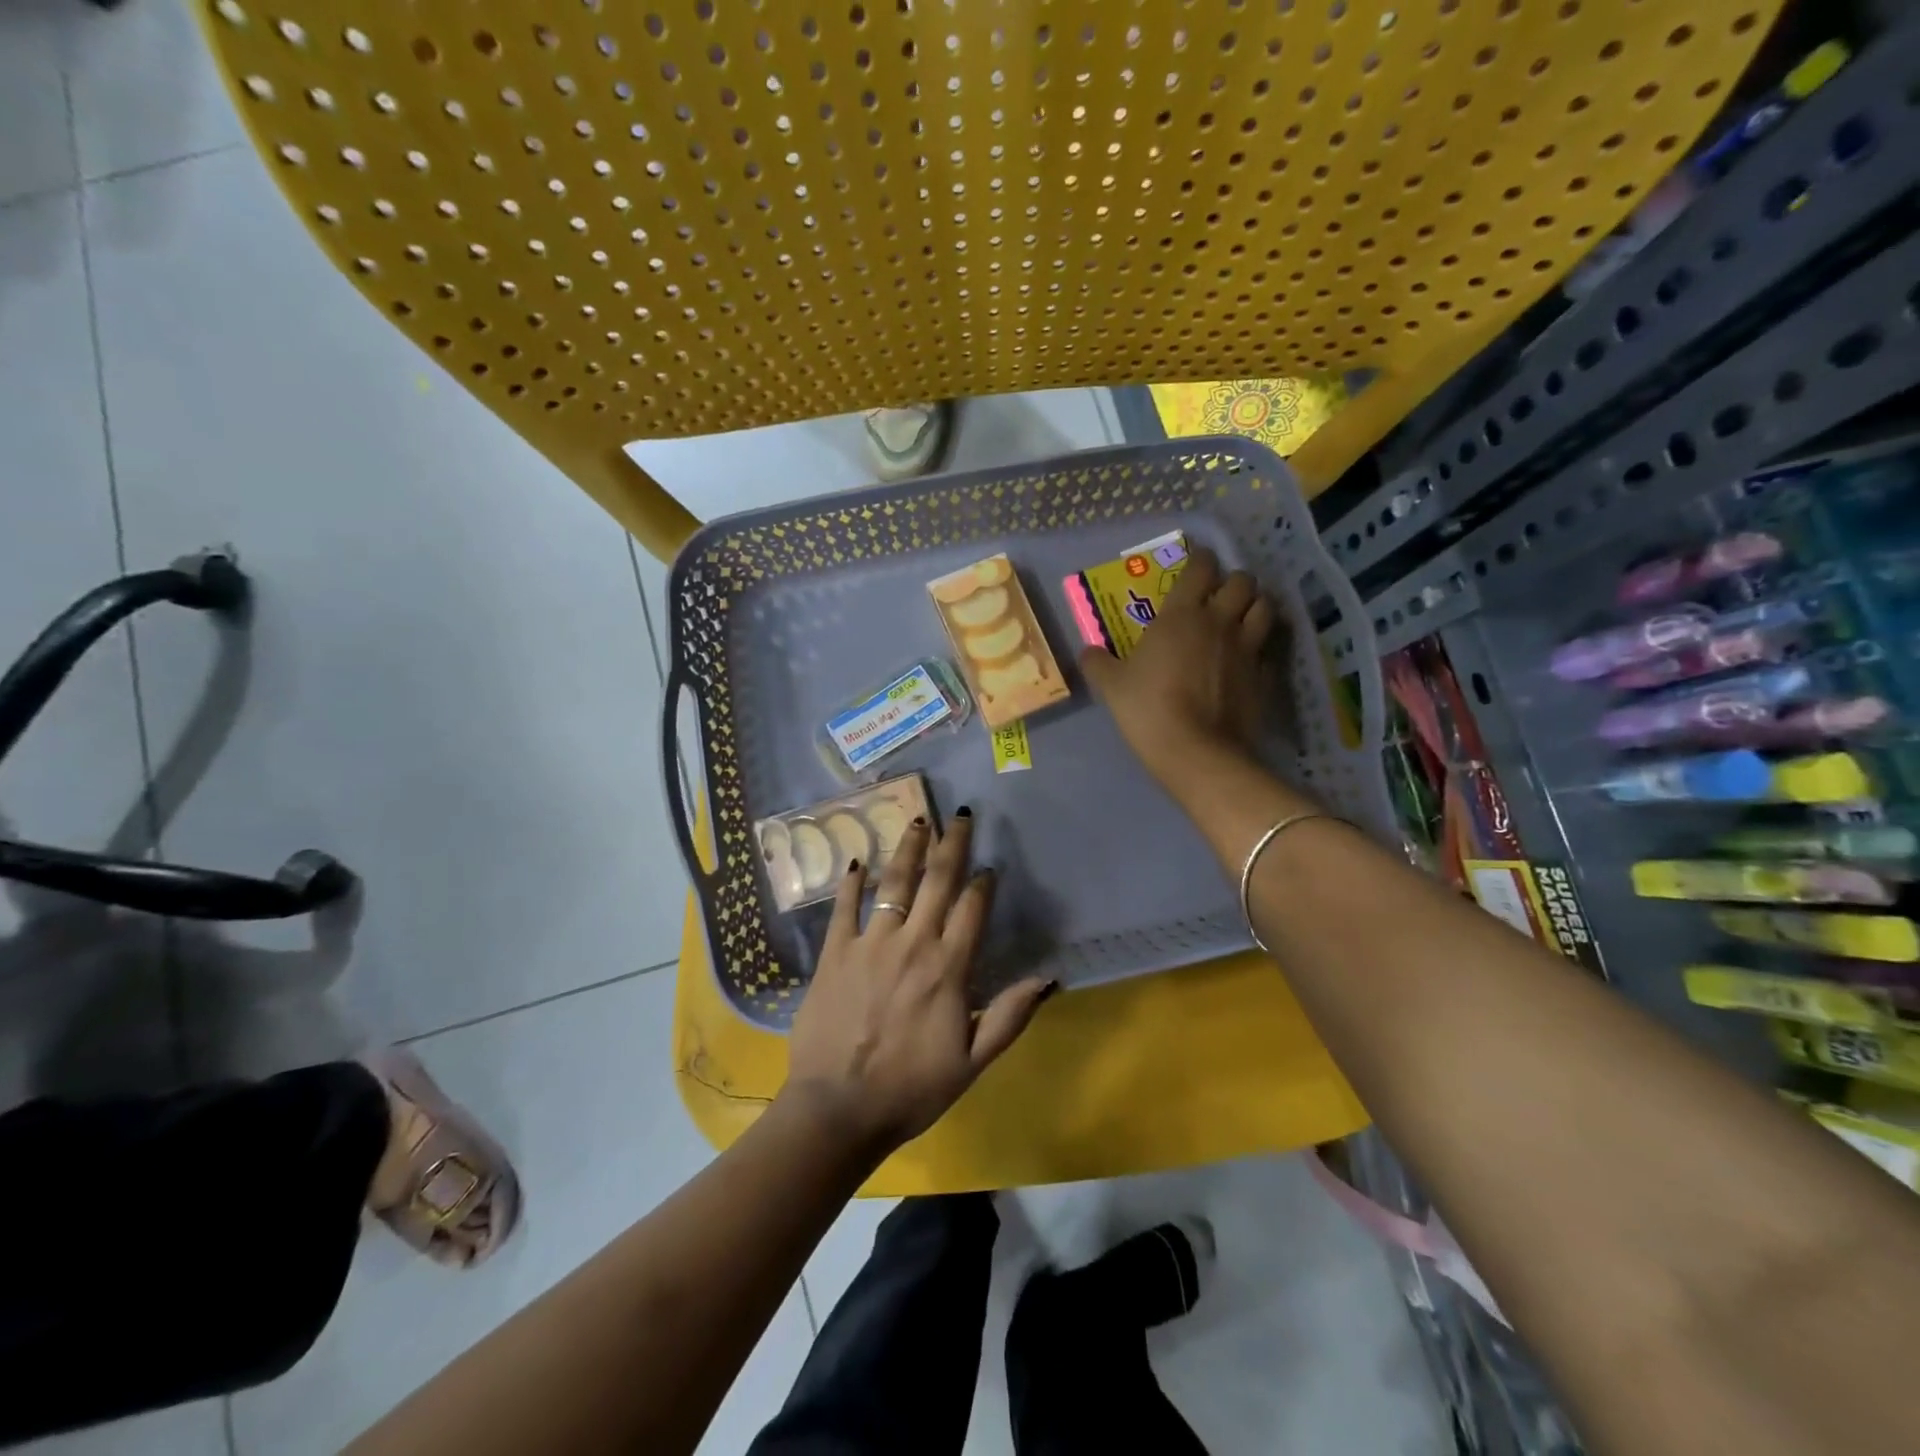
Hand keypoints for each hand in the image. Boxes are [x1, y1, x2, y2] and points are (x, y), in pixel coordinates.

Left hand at [783, 812, 1053, 1156]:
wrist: (838, 1109)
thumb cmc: (911, 1089)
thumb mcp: (972, 1062)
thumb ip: (1010, 1016)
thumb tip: (1049, 978)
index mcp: (948, 969)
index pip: (972, 910)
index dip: (982, 884)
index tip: (988, 866)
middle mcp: (912, 943)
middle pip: (936, 882)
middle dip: (951, 845)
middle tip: (960, 815)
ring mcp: (870, 944)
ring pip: (893, 884)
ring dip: (908, 849)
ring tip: (918, 820)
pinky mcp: (835, 953)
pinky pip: (843, 908)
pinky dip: (851, 882)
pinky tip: (856, 860)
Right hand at [1080, 545, 1277, 791]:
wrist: (1196, 751)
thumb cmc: (1148, 709)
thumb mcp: (1111, 686)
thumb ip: (1098, 663)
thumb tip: (1088, 652)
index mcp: (1182, 614)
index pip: (1201, 567)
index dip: (1200, 559)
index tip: (1195, 561)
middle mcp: (1220, 621)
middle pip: (1242, 581)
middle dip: (1232, 581)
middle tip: (1219, 594)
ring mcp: (1248, 648)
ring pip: (1265, 607)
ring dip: (1255, 605)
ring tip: (1242, 616)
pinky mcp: (1264, 675)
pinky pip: (1269, 648)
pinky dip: (1262, 645)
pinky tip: (1249, 656)